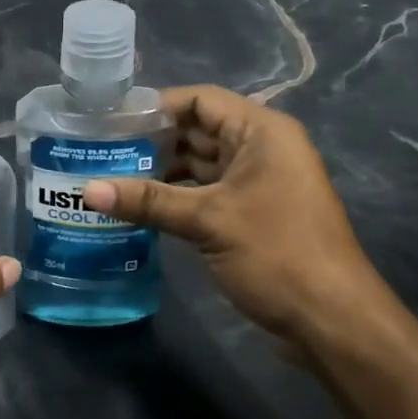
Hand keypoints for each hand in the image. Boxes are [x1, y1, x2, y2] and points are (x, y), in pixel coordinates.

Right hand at [82, 85, 405, 357]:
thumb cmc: (276, 253)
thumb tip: (86, 190)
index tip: (111, 122)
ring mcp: (258, 182)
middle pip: (198, 131)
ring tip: (111, 179)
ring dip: (162, 172)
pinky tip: (140, 208)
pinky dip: (177, 197)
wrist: (331, 318)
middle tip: (100, 153)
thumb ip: (149, 201)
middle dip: (152, 142)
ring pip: (201, 165)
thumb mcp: (209, 220)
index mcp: (260, 131)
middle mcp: (261, 148)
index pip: (200, 100)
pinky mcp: (252, 213)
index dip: (155, 106)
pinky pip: (208, 193)